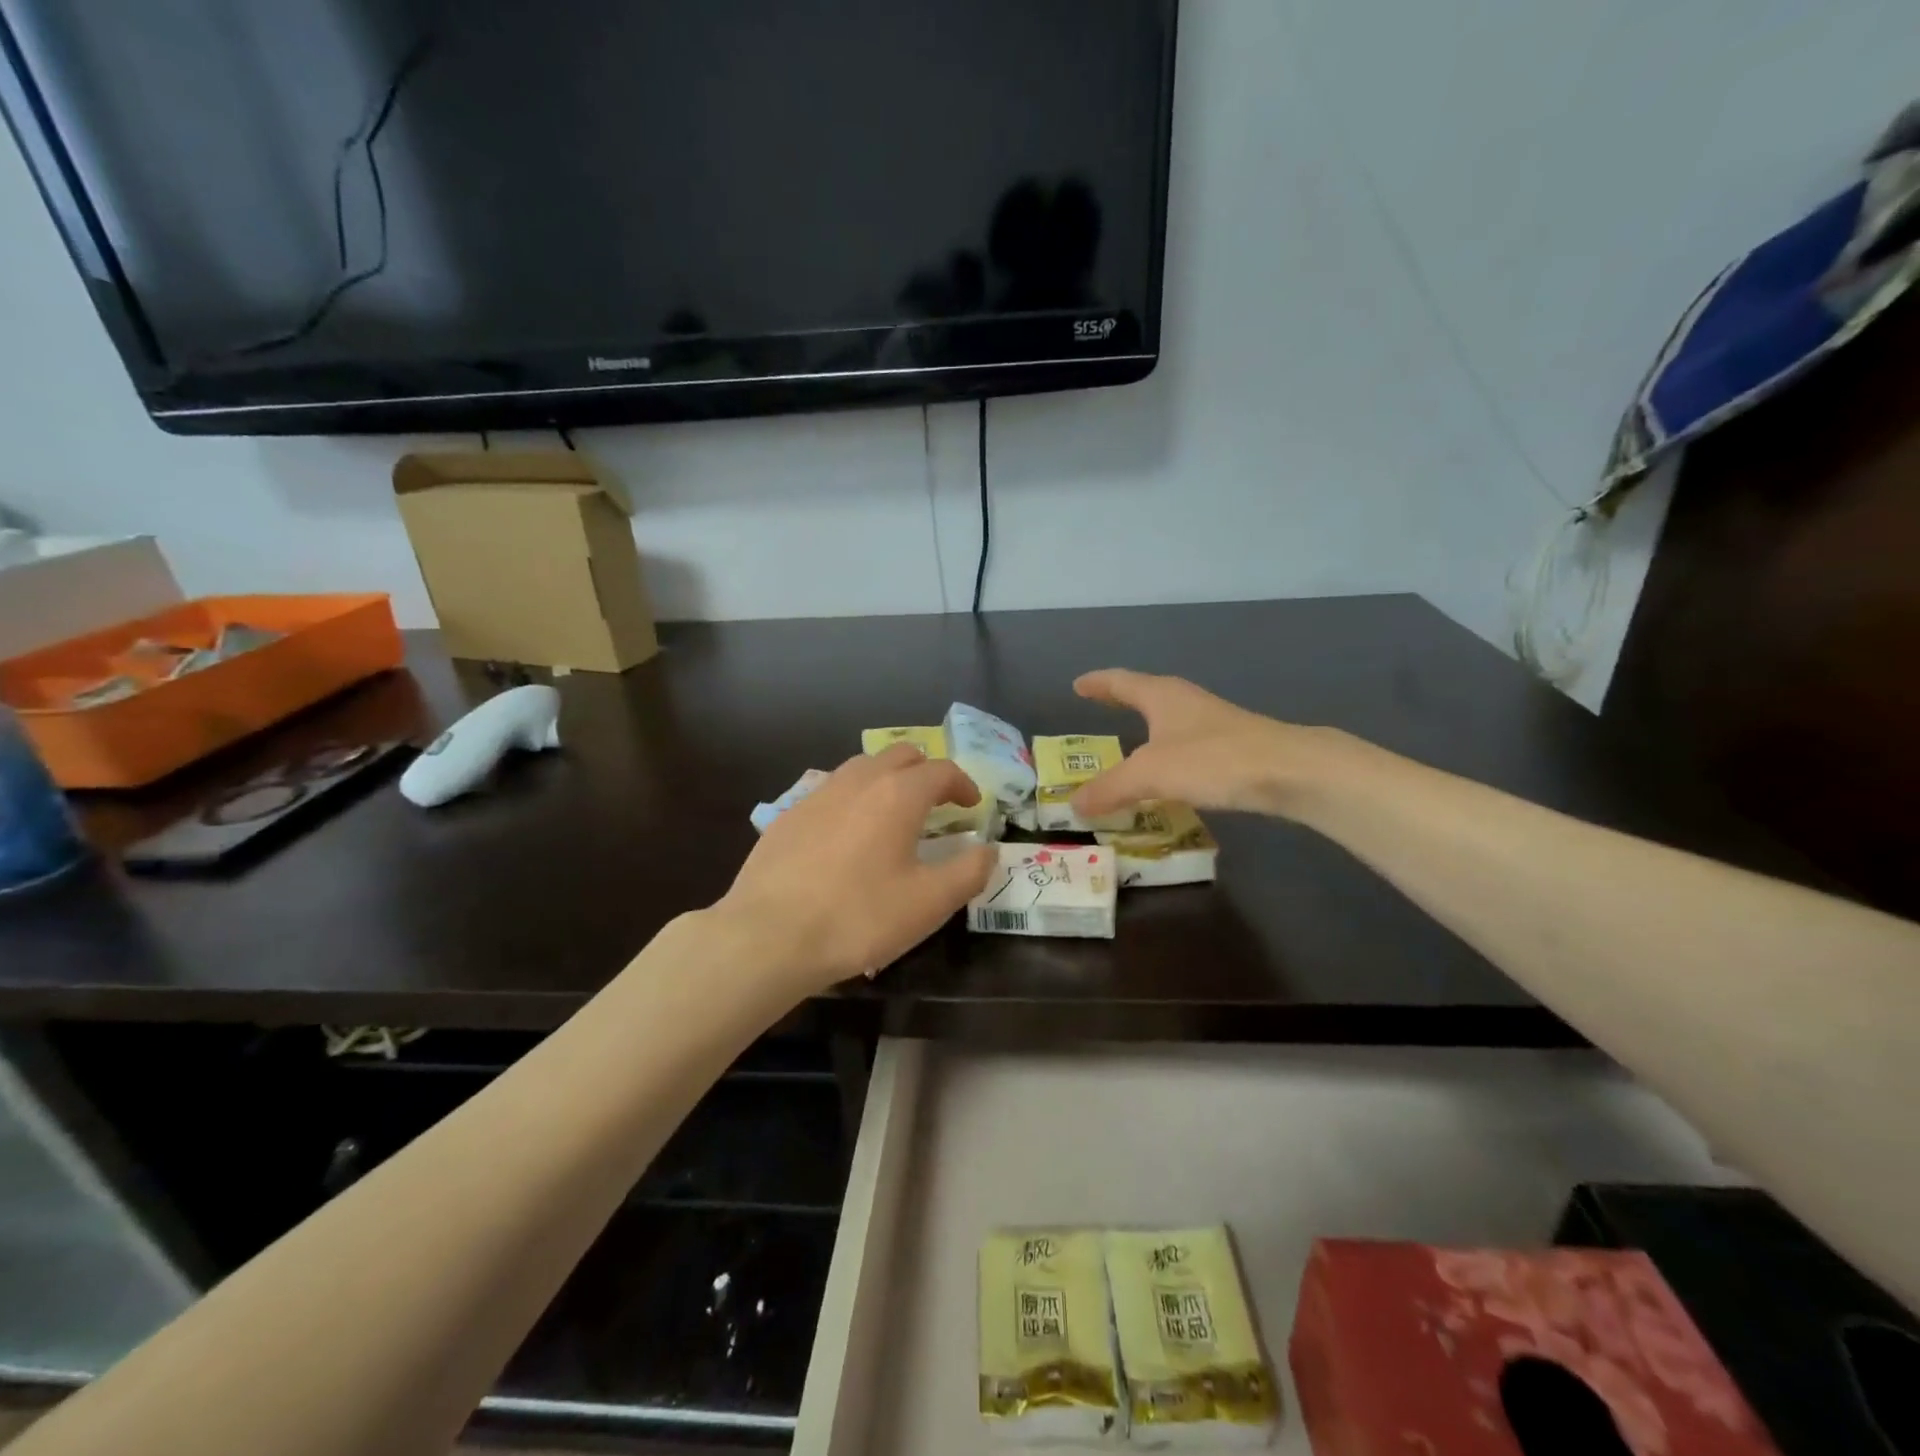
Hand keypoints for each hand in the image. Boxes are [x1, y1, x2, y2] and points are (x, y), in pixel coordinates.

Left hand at [717, 744, 994, 991]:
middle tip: (937, 802)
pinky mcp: (788, 815)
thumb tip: (988, 850)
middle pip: (900, 754)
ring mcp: (818, 794)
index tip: (972, 806)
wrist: (768, 935)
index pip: (941, 770)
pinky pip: (831, 790)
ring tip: (894, 812)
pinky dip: (853, 798)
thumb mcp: (929, 903)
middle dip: (925, 771)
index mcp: (898, 794)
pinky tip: (847, 833)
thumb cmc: (859, 918)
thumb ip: (968, 872)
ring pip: (862, 767)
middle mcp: (858, 781)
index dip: (963, 784)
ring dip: (887, 779)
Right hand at [1070, 669, 1328, 819]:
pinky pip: (1184, 747)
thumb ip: (1110, 788)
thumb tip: (1075, 804)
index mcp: (1161, 696)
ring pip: (1167, 723)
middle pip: (1145, 696)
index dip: (1097, 684)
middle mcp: (1185, 702)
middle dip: (1120, 703)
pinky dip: (1166, 757)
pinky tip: (1166, 778)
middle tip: (1097, 710)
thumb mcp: (1150, 775)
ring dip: (1145, 733)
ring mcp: (1211, 723)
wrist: (1290, 771)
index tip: (1077, 685)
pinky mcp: (1231, 747)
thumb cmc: (1212, 759)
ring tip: (1127, 748)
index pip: (1120, 682)